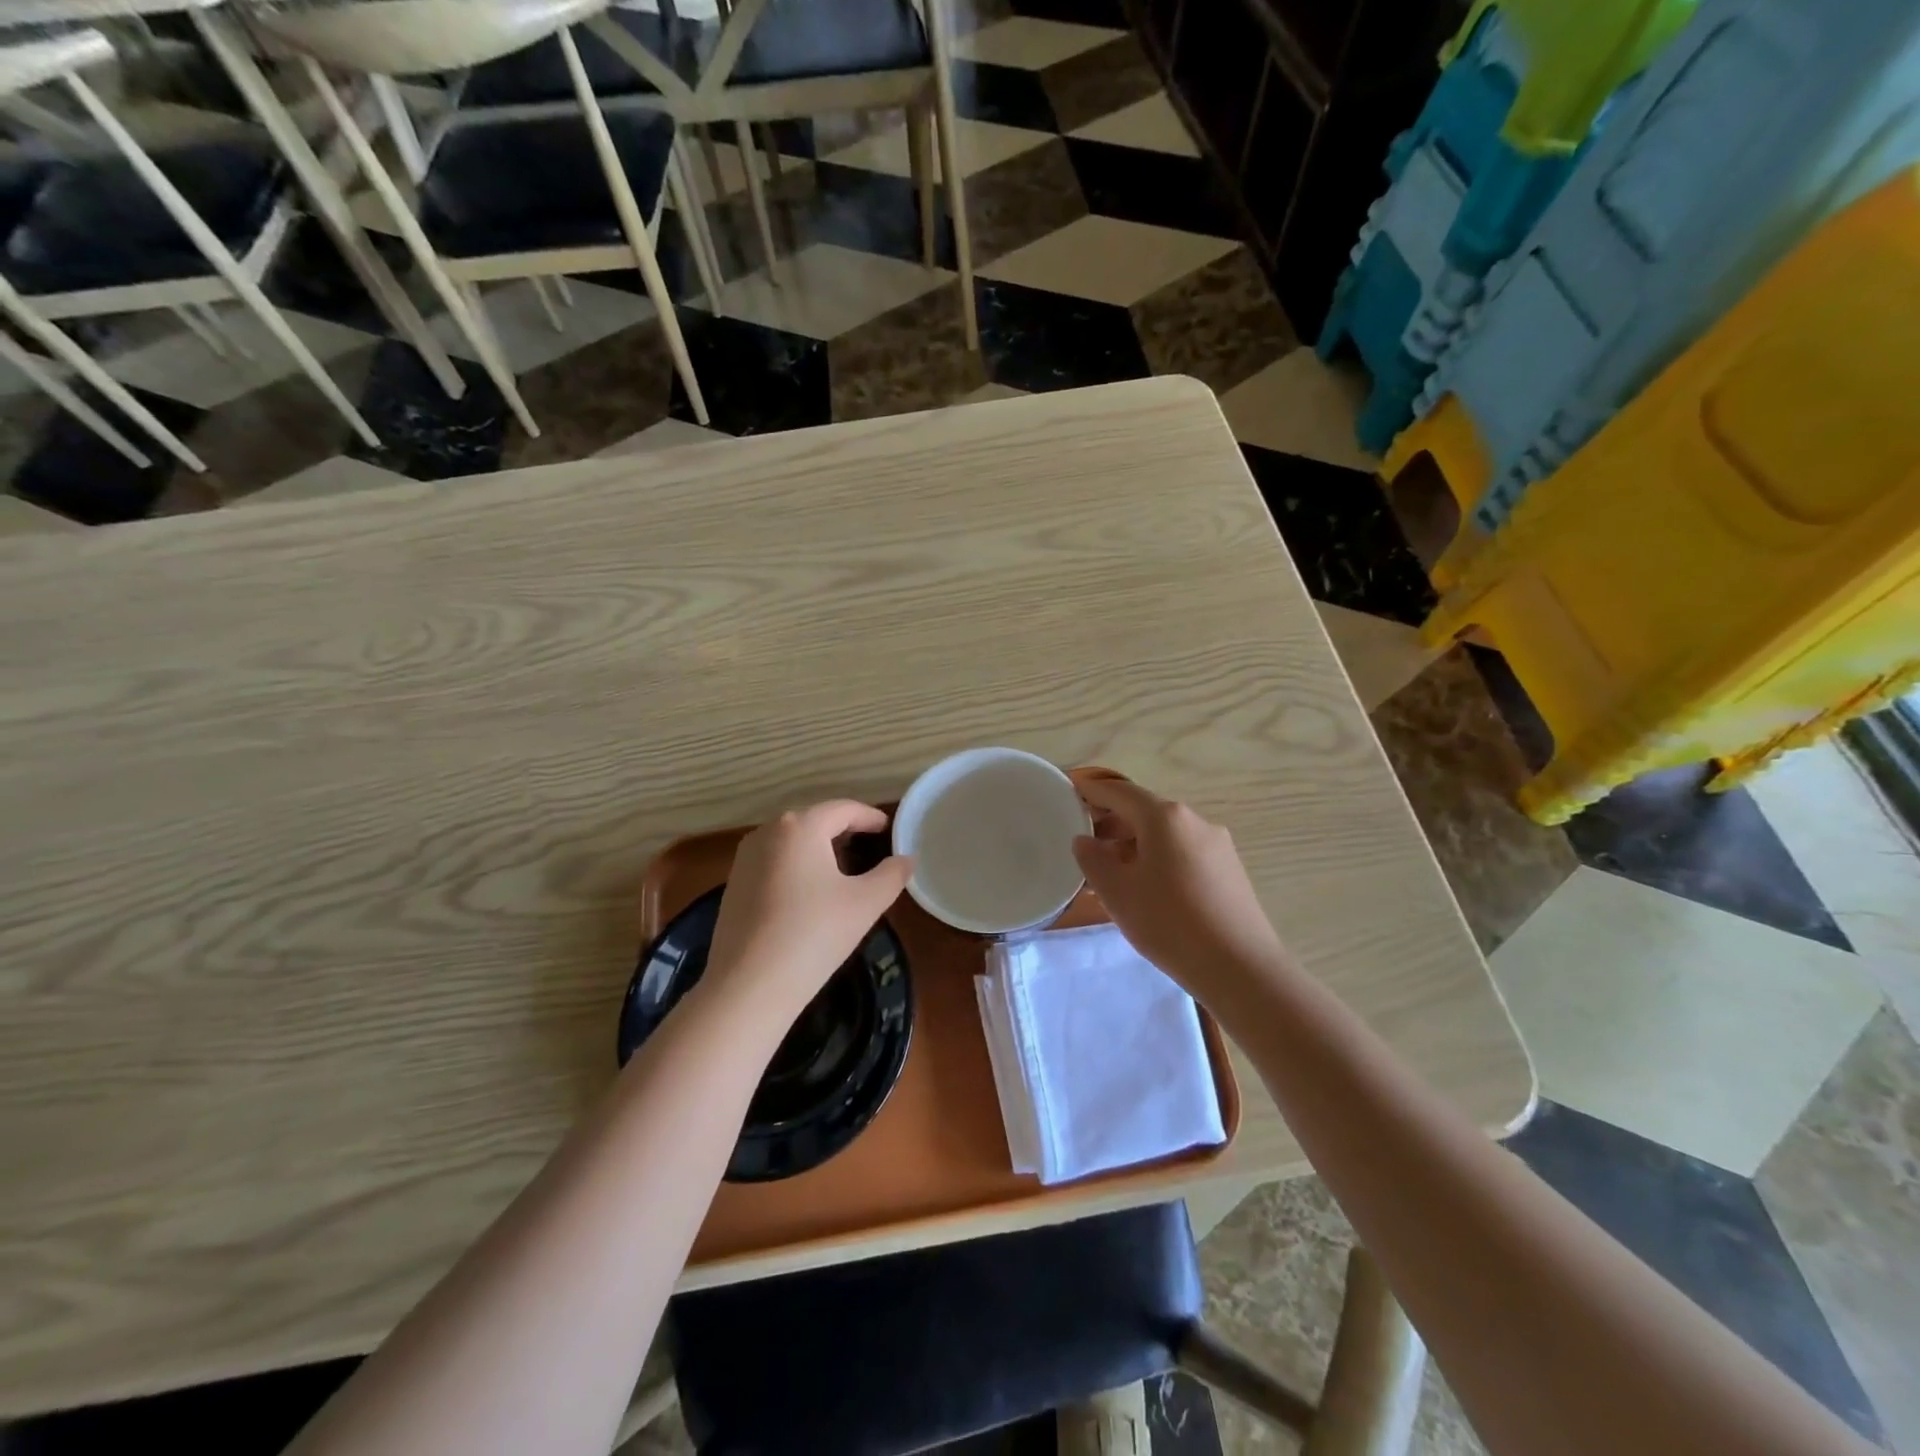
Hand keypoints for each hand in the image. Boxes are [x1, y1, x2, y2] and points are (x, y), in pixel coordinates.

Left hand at [704, 801, 913, 1024]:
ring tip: (843, 869)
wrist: (748, 986)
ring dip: (819, 848)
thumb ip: (892, 875)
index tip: (889, 830)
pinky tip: (809, 893)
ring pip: (792, 841)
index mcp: (800, 826)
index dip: (870, 817)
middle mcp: (768, 831)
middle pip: (815, 820)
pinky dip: (797, 866)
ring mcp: (745, 857)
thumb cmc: (814, 934)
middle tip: (870, 848)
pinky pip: (774, 861)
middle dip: (844, 831)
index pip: (843, 809)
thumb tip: (907, 859)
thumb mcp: (866, 903)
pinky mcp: (734, 883)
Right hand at [1072, 778, 1285, 997]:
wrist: (1240, 968)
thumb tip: (1084, 840)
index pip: (1119, 792)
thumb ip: (1093, 860)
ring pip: (1165, 835)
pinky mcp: (1229, 870)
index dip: (1092, 792)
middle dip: (1112, 824)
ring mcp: (1217, 845)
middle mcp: (1194, 821)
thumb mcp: (1117, 892)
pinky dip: (1158, 860)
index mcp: (1165, 817)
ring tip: (1112, 875)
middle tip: (1085, 846)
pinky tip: (1147, 890)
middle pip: (1144, 812)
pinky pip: (1183, 853)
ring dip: (1134, 846)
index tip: (1070, 797)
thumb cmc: (1169, 923)